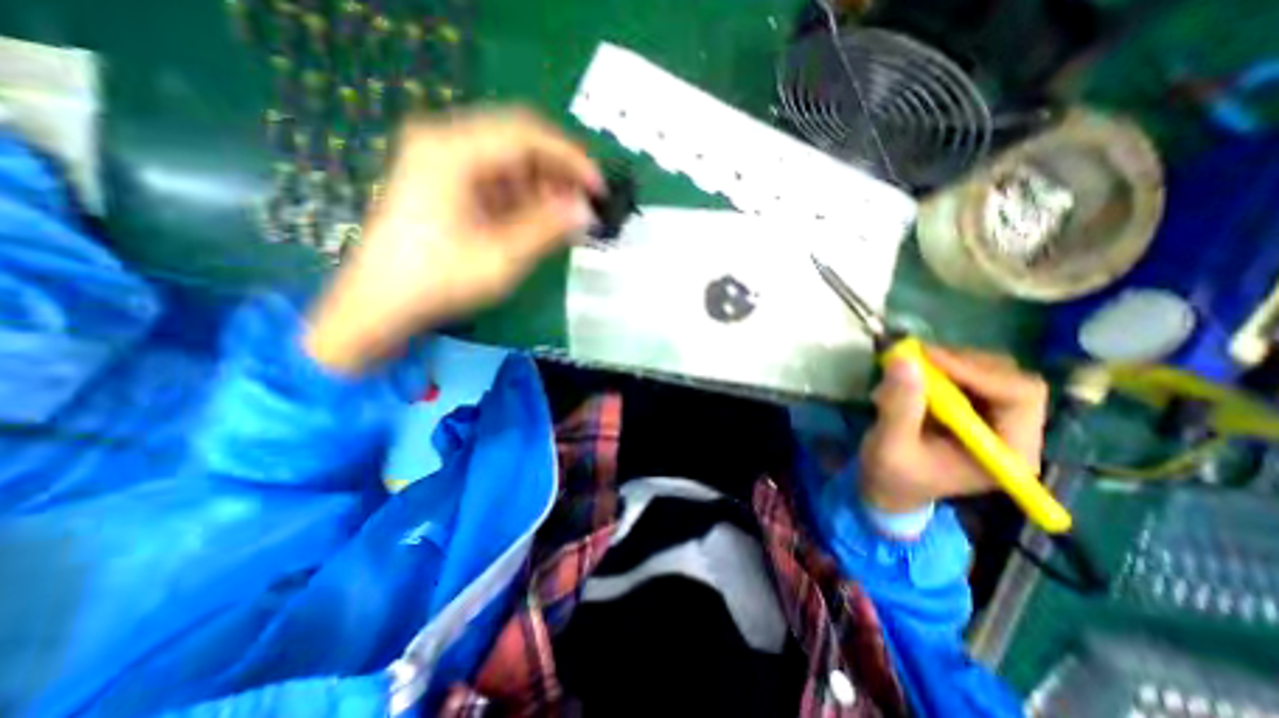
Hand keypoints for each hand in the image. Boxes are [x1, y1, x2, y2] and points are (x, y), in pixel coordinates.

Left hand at [304, 106, 601, 375]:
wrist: (381, 303)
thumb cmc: (439, 282)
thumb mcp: (502, 257)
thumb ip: (547, 228)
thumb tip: (586, 211)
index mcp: (453, 152)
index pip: (527, 135)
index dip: (571, 159)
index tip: (599, 188)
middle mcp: (444, 143)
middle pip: (518, 140)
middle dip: (559, 171)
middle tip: (586, 202)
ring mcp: (441, 161)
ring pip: (509, 159)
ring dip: (543, 185)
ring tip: (568, 216)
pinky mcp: (444, 181)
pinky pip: (495, 177)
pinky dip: (523, 195)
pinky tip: (541, 218)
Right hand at [857, 349, 1049, 515]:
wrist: (888, 487)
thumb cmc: (893, 476)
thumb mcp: (890, 446)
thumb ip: (900, 407)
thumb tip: (904, 359)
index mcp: (1007, 453)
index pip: (1019, 396)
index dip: (977, 371)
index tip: (928, 358)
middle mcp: (1013, 432)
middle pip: (1010, 378)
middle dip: (962, 363)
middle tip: (917, 357)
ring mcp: (995, 418)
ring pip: (991, 371)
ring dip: (949, 362)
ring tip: (909, 368)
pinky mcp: (974, 408)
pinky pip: (969, 374)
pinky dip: (941, 367)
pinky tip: (913, 377)